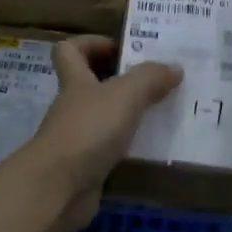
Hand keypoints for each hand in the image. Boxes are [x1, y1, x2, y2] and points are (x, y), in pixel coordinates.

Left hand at [4, 36, 180, 231]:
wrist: (58, 189)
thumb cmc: (88, 130)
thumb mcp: (125, 95)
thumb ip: (150, 78)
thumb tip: (174, 68)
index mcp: (75, 81)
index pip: (69, 50)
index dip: (91, 43)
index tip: (122, 49)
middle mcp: (73, 107)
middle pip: (90, 84)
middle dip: (120, 80)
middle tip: (155, 80)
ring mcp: (76, 138)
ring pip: (103, 118)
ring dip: (128, 115)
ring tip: (163, 112)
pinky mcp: (85, 168)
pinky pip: (110, 149)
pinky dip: (128, 147)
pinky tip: (153, 148)